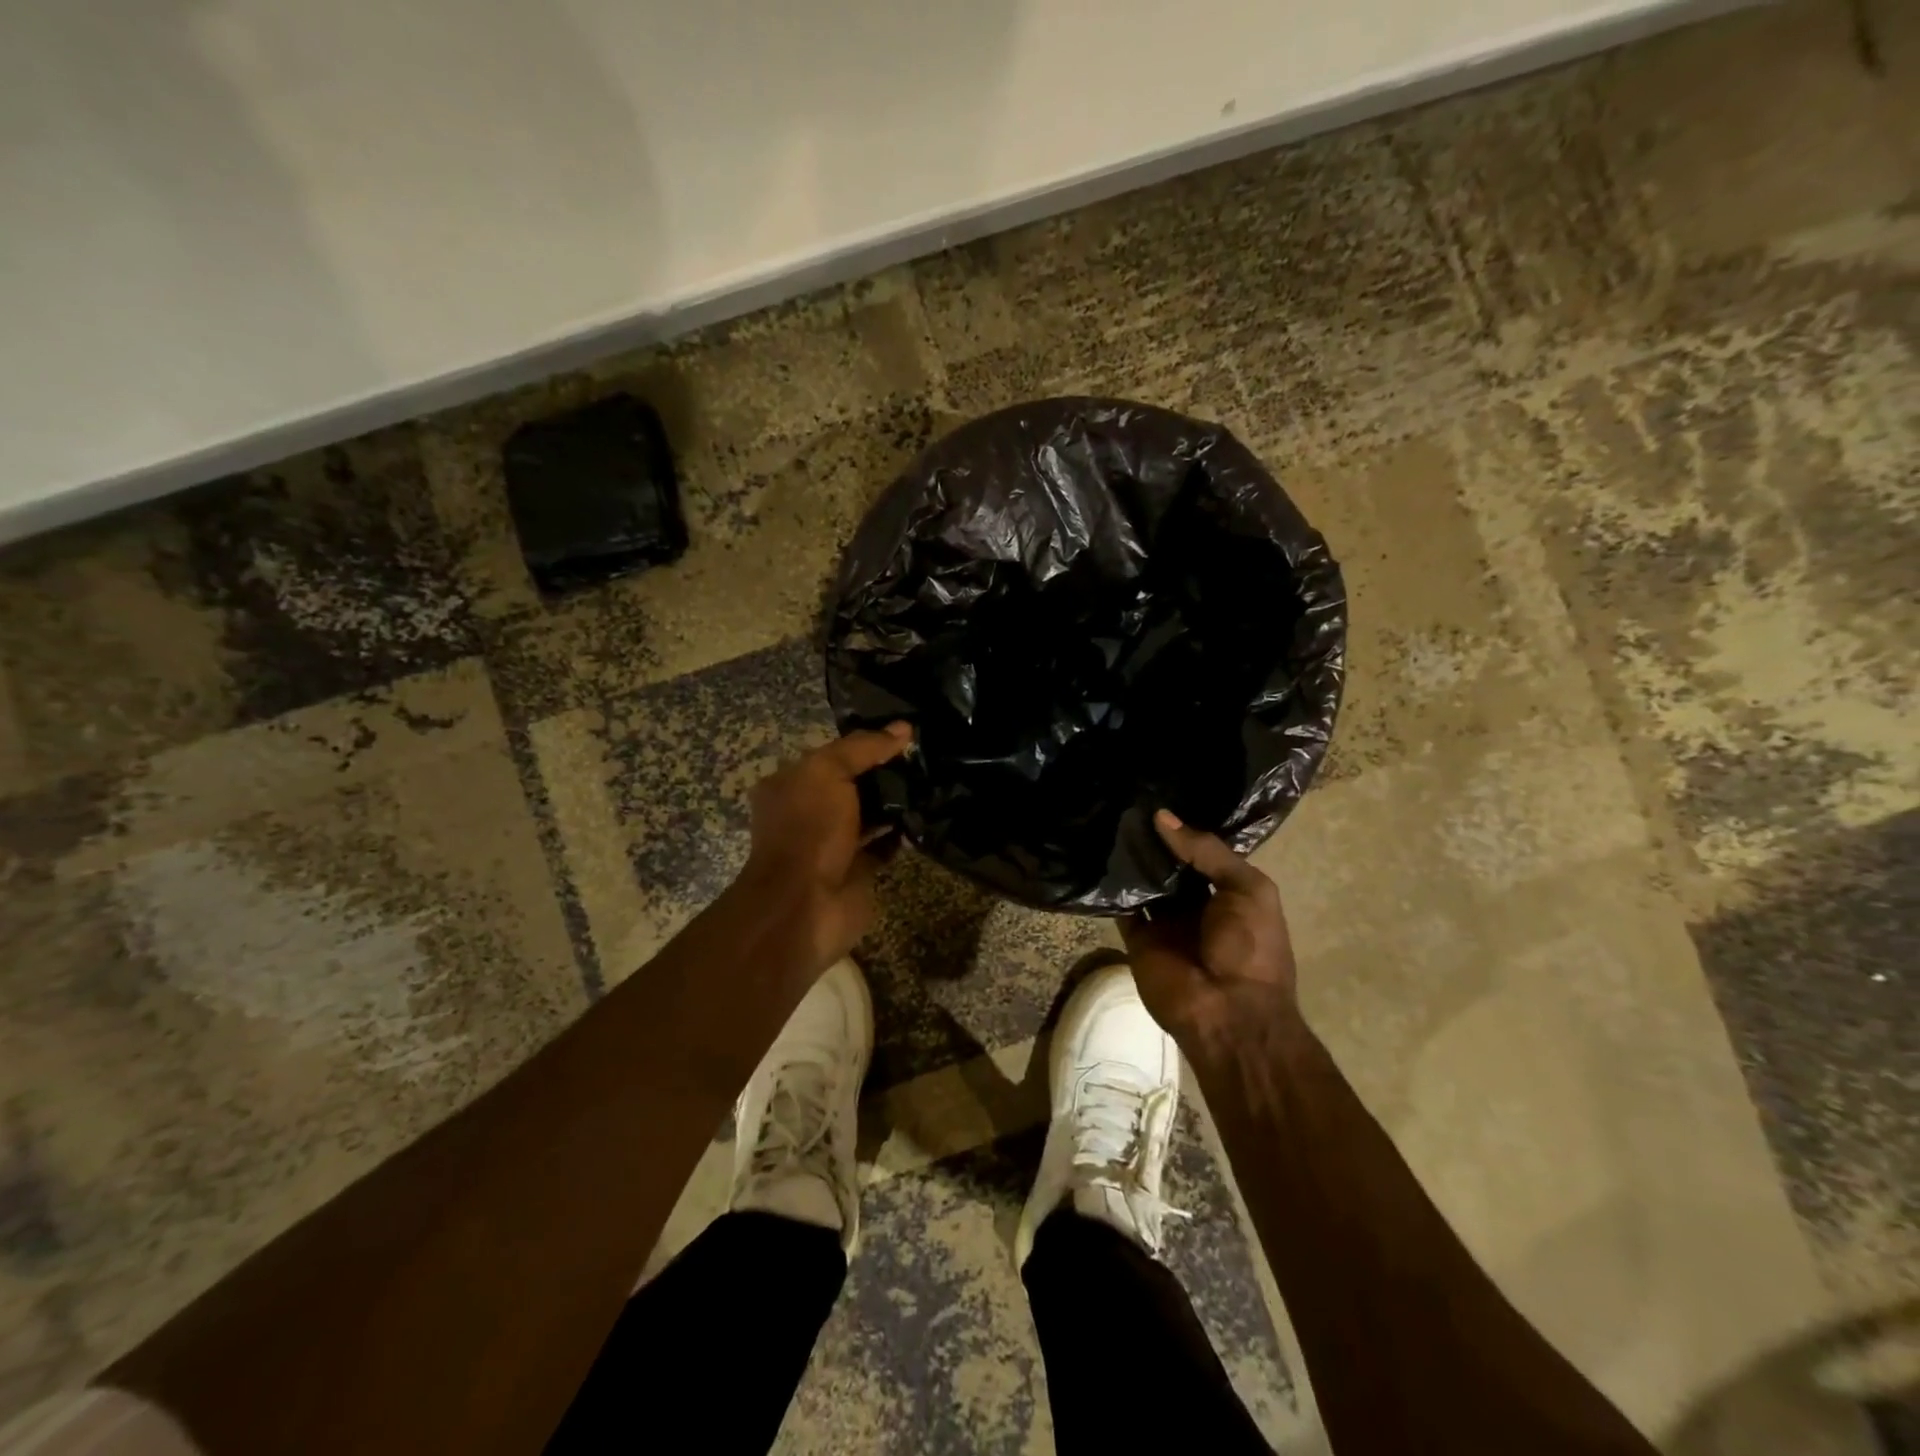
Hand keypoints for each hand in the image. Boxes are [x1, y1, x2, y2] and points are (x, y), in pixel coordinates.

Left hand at [736, 723, 912, 978]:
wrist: (805, 906)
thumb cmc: (808, 830)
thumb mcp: (828, 773)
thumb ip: (863, 748)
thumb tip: (903, 729)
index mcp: (791, 784)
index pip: (833, 754)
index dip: (866, 742)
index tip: (904, 733)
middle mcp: (809, 811)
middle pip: (853, 783)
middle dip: (885, 772)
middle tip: (926, 757)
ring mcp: (833, 843)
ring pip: (870, 814)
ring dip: (896, 803)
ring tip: (933, 782)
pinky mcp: (857, 869)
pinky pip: (884, 844)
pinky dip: (902, 834)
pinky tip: (926, 817)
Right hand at [1122, 810, 1299, 1056]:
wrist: (1229, 1012)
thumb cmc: (1251, 947)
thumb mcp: (1248, 889)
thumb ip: (1208, 851)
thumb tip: (1162, 817)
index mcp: (1228, 891)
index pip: (1201, 851)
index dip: (1183, 827)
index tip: (1157, 795)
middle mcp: (1195, 903)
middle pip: (1169, 865)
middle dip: (1152, 839)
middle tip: (1124, 801)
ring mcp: (1165, 921)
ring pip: (1143, 882)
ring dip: (1130, 858)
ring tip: (1106, 819)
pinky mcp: (1137, 938)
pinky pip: (1122, 907)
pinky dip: (1111, 887)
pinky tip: (1097, 857)